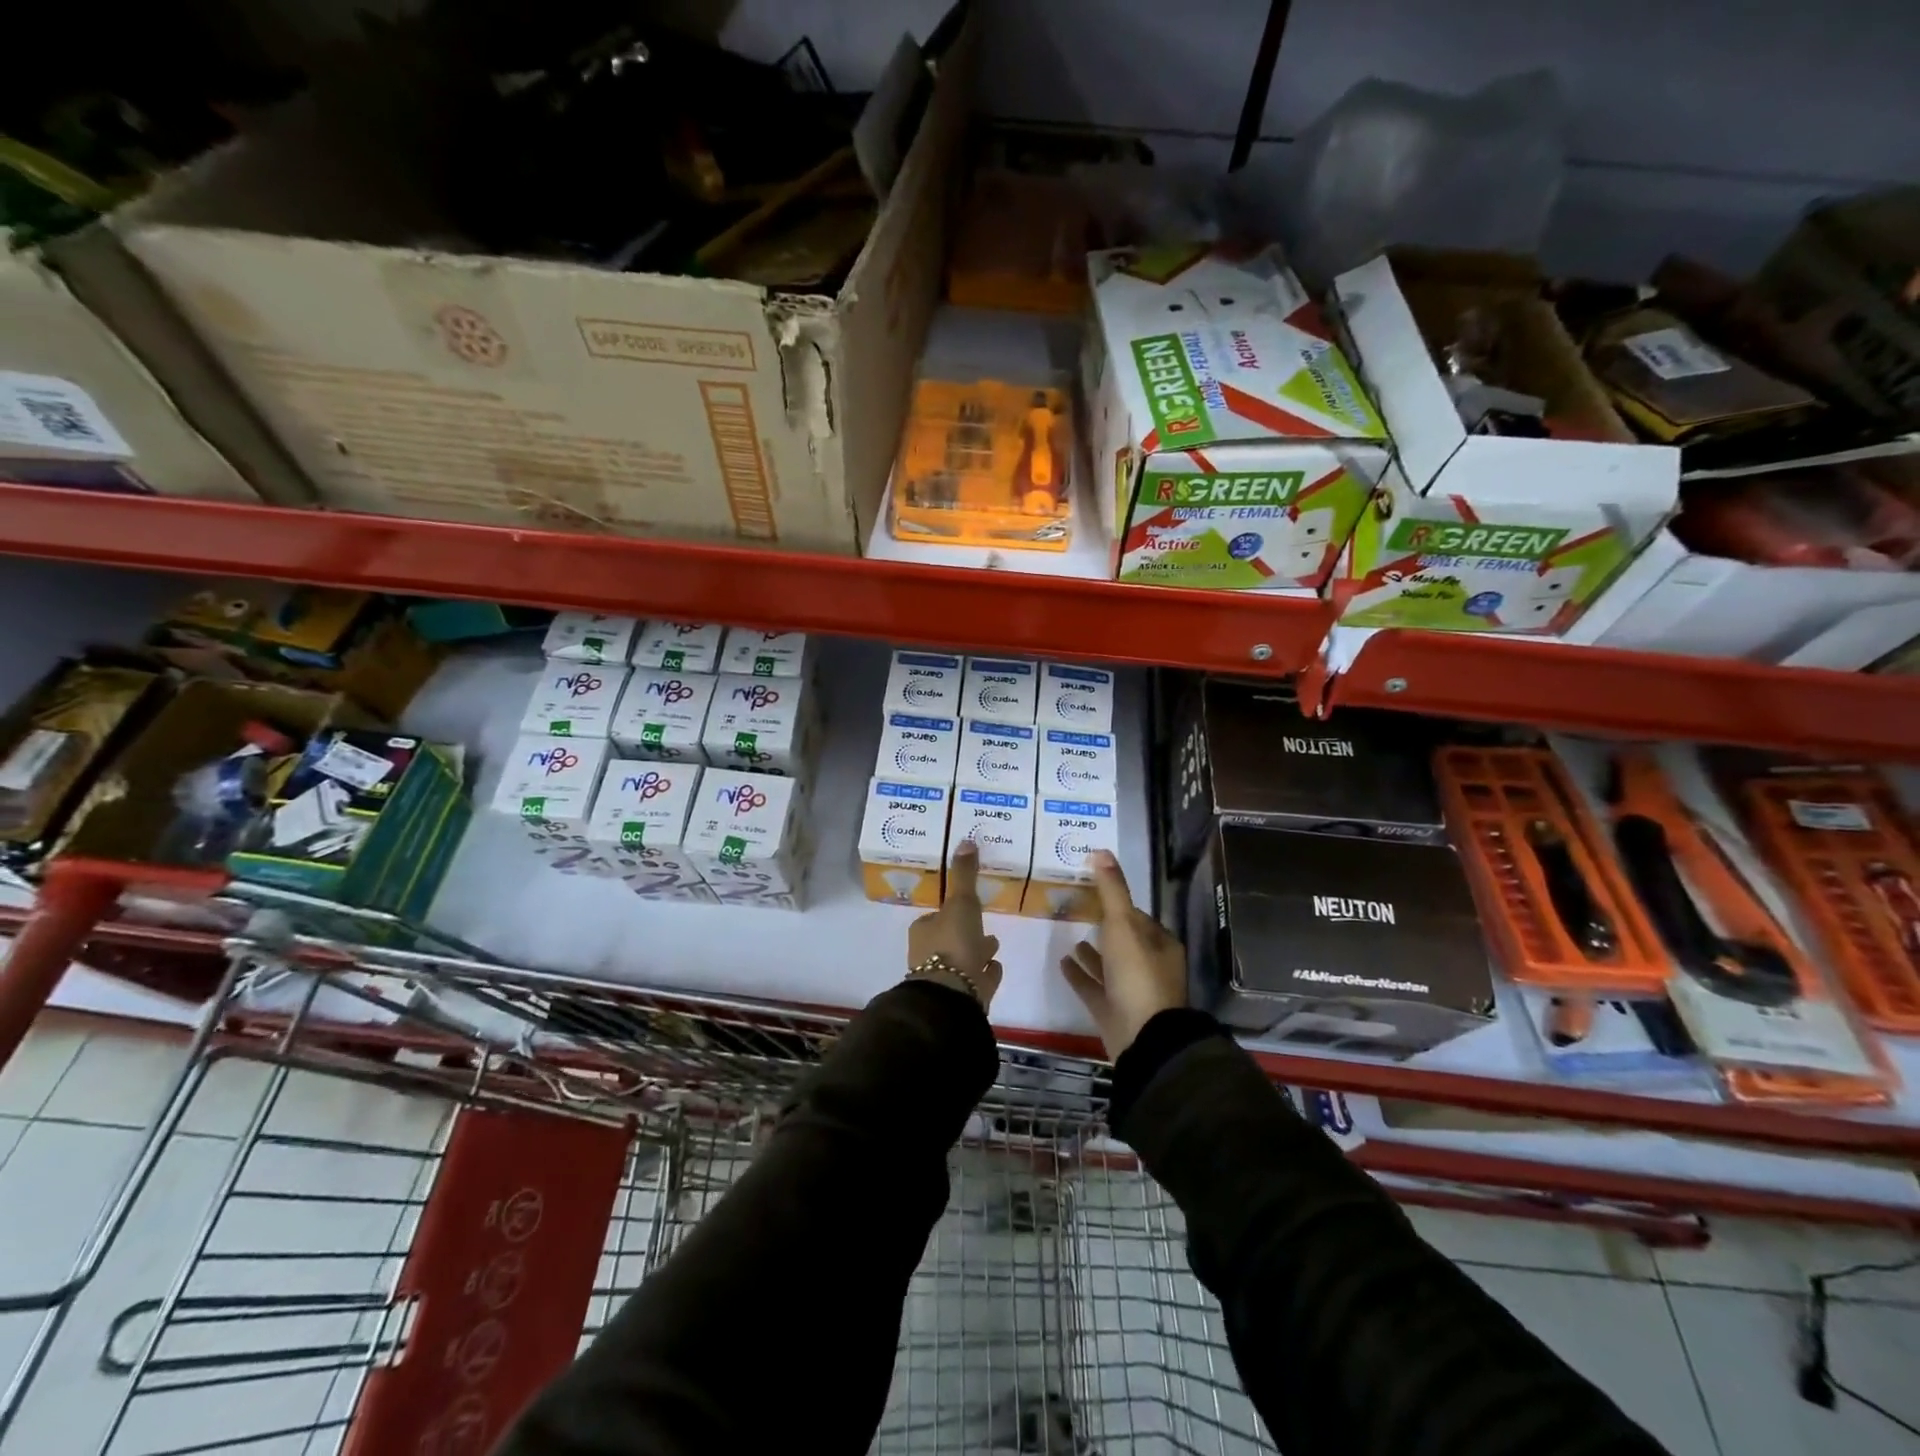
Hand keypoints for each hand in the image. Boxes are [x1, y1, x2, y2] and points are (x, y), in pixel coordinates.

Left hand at [908, 841, 1003, 1009]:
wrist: (952, 995)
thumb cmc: (952, 944)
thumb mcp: (960, 902)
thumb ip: (964, 875)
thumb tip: (966, 840)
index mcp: (925, 932)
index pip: (936, 917)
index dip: (950, 912)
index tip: (965, 906)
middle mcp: (929, 955)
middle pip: (950, 939)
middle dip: (966, 933)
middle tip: (983, 926)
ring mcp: (946, 979)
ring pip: (964, 961)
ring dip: (977, 952)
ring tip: (994, 945)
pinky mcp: (963, 997)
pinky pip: (977, 980)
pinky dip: (986, 974)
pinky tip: (996, 968)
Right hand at [1060, 850, 1186, 1058]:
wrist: (1142, 1038)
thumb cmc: (1137, 975)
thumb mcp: (1123, 924)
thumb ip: (1111, 889)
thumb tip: (1101, 851)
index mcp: (1160, 944)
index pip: (1137, 916)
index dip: (1118, 903)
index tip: (1094, 890)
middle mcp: (1150, 966)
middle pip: (1124, 940)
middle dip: (1104, 927)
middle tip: (1076, 909)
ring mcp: (1132, 992)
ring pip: (1110, 965)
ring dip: (1092, 952)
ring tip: (1069, 936)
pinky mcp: (1113, 1012)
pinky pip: (1094, 987)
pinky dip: (1080, 974)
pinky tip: (1062, 962)